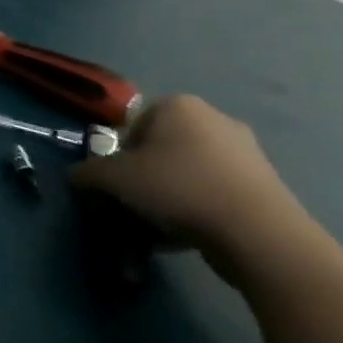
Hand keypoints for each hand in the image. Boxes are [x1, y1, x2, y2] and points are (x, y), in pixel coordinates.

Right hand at [68, 95, 317, 282]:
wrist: (259, 234)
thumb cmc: (177, 188)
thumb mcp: (113, 178)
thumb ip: (88, 173)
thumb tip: (76, 177)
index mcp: (178, 106)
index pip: (132, 126)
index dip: (118, 157)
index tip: (116, 184)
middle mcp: (214, 119)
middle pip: (160, 150)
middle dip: (144, 178)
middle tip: (134, 205)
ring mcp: (245, 152)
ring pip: (187, 173)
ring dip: (169, 197)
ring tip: (159, 229)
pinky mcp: (265, 185)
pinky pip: (214, 192)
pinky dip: (197, 209)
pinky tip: (186, 236)